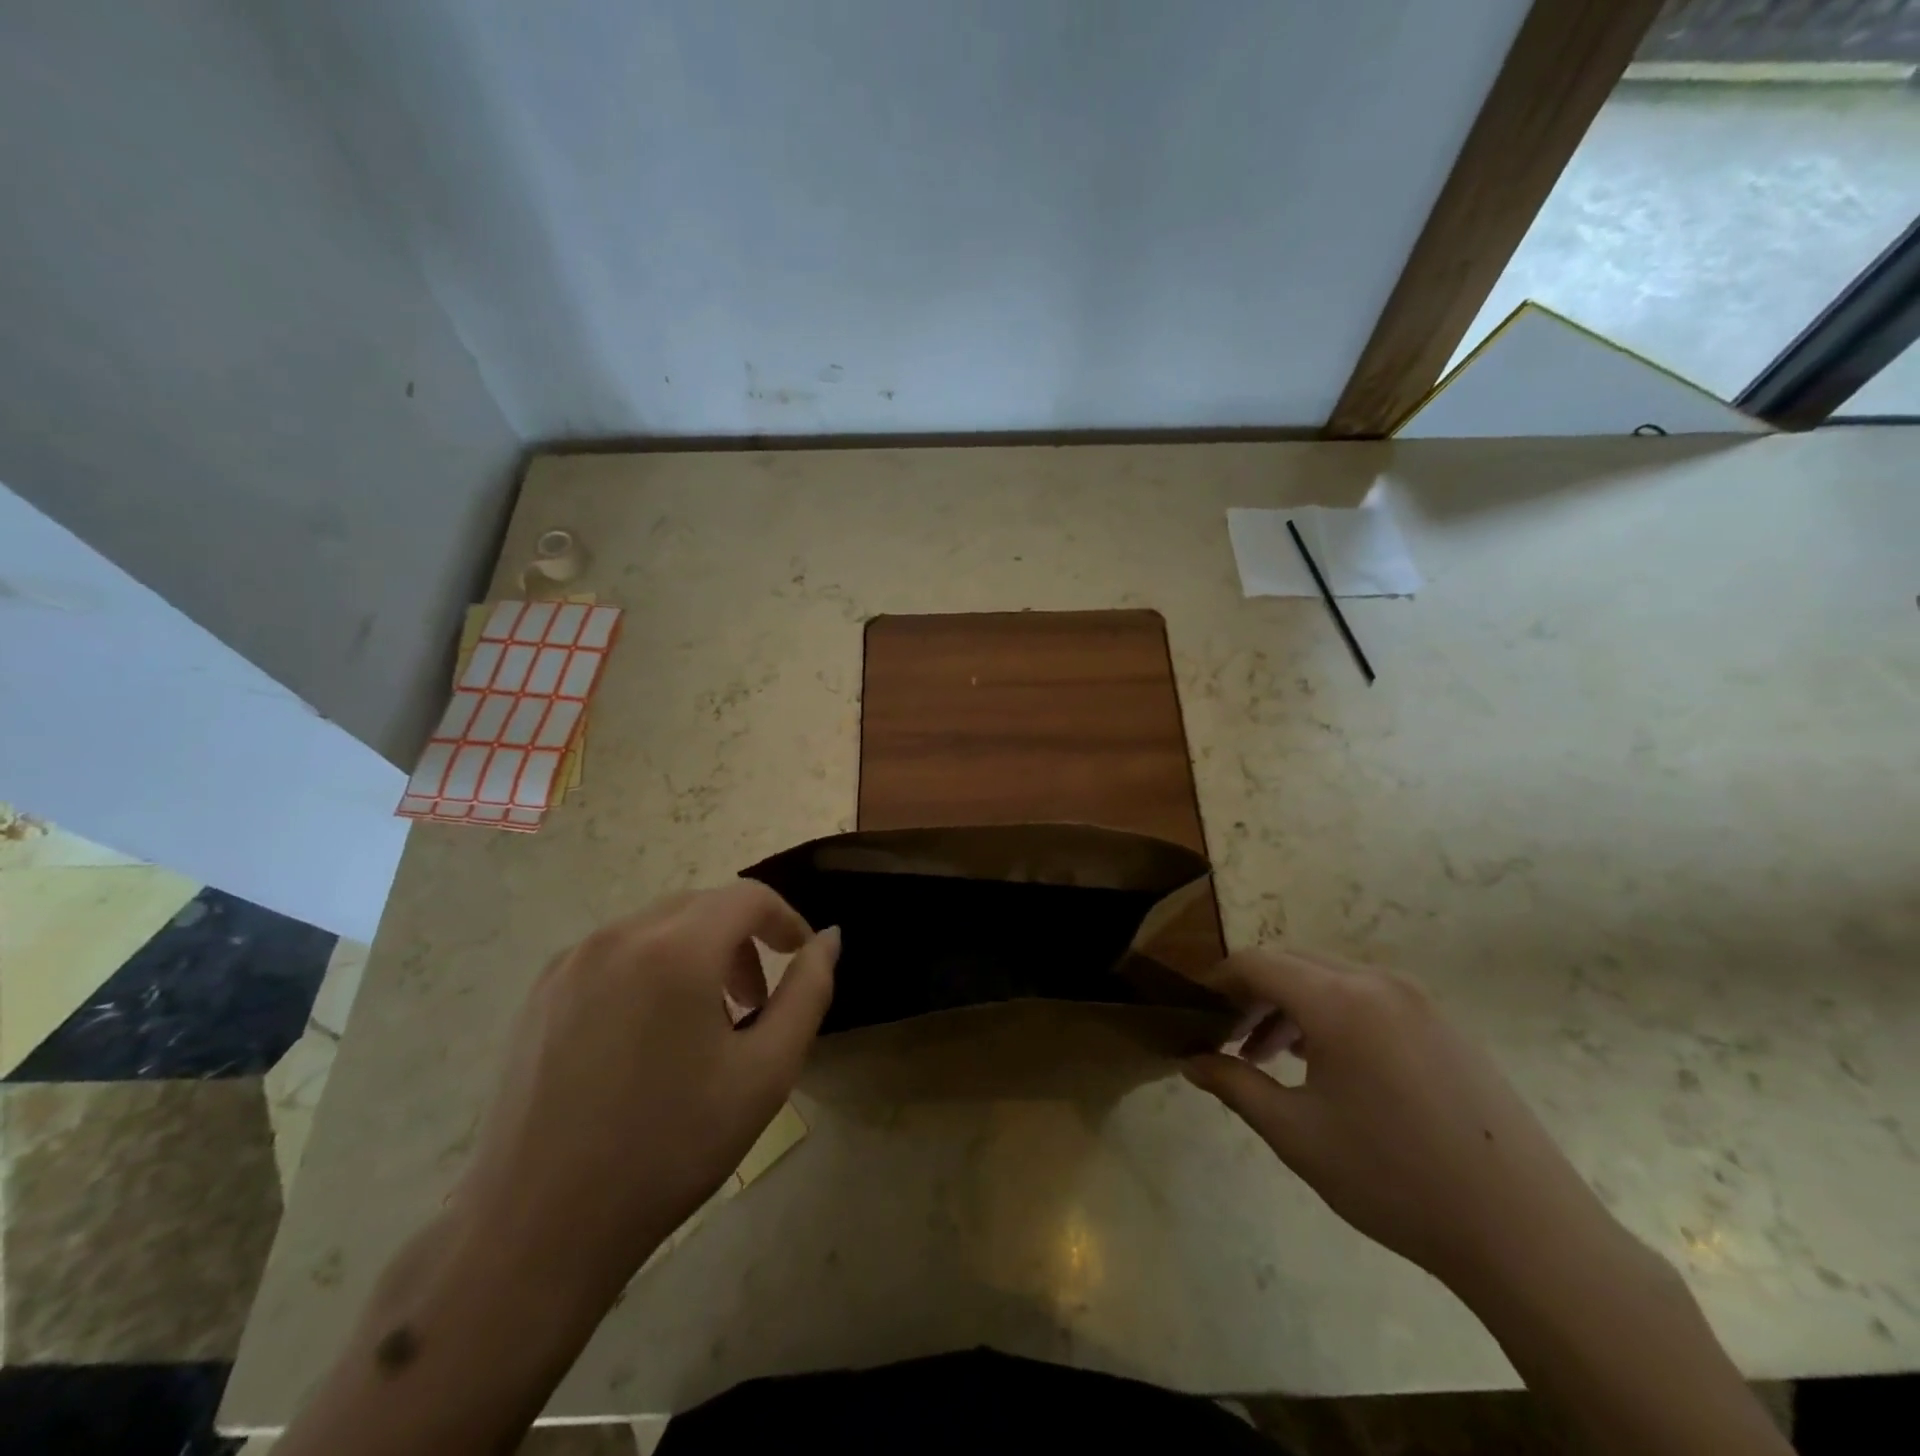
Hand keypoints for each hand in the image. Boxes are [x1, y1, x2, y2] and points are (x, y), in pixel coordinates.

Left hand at [451, 882, 839, 1299]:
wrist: (538, 1229)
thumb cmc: (670, 1148)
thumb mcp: (766, 1072)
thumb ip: (809, 991)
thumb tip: (829, 939)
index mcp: (676, 949)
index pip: (749, 897)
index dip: (786, 921)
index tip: (801, 961)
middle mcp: (619, 935)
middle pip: (703, 906)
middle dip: (743, 941)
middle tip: (755, 1004)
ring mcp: (571, 961)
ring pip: (658, 927)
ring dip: (698, 954)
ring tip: (705, 1024)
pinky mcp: (541, 992)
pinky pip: (616, 953)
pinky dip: (652, 969)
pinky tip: (647, 1038)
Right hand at [1184, 947, 1617, 1294]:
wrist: (1527, 1234)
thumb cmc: (1395, 1178)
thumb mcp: (1297, 1134)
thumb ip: (1234, 1085)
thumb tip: (1190, 1061)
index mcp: (1339, 1000)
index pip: (1256, 963)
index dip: (1217, 981)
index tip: (1192, 1009)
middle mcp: (1377, 982)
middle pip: (1292, 964)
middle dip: (1252, 994)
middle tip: (1226, 1038)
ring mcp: (1418, 1000)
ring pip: (1330, 980)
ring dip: (1291, 1006)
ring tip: (1269, 1057)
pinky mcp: (1444, 1024)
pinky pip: (1368, 998)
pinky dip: (1332, 1015)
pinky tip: (1327, 1065)